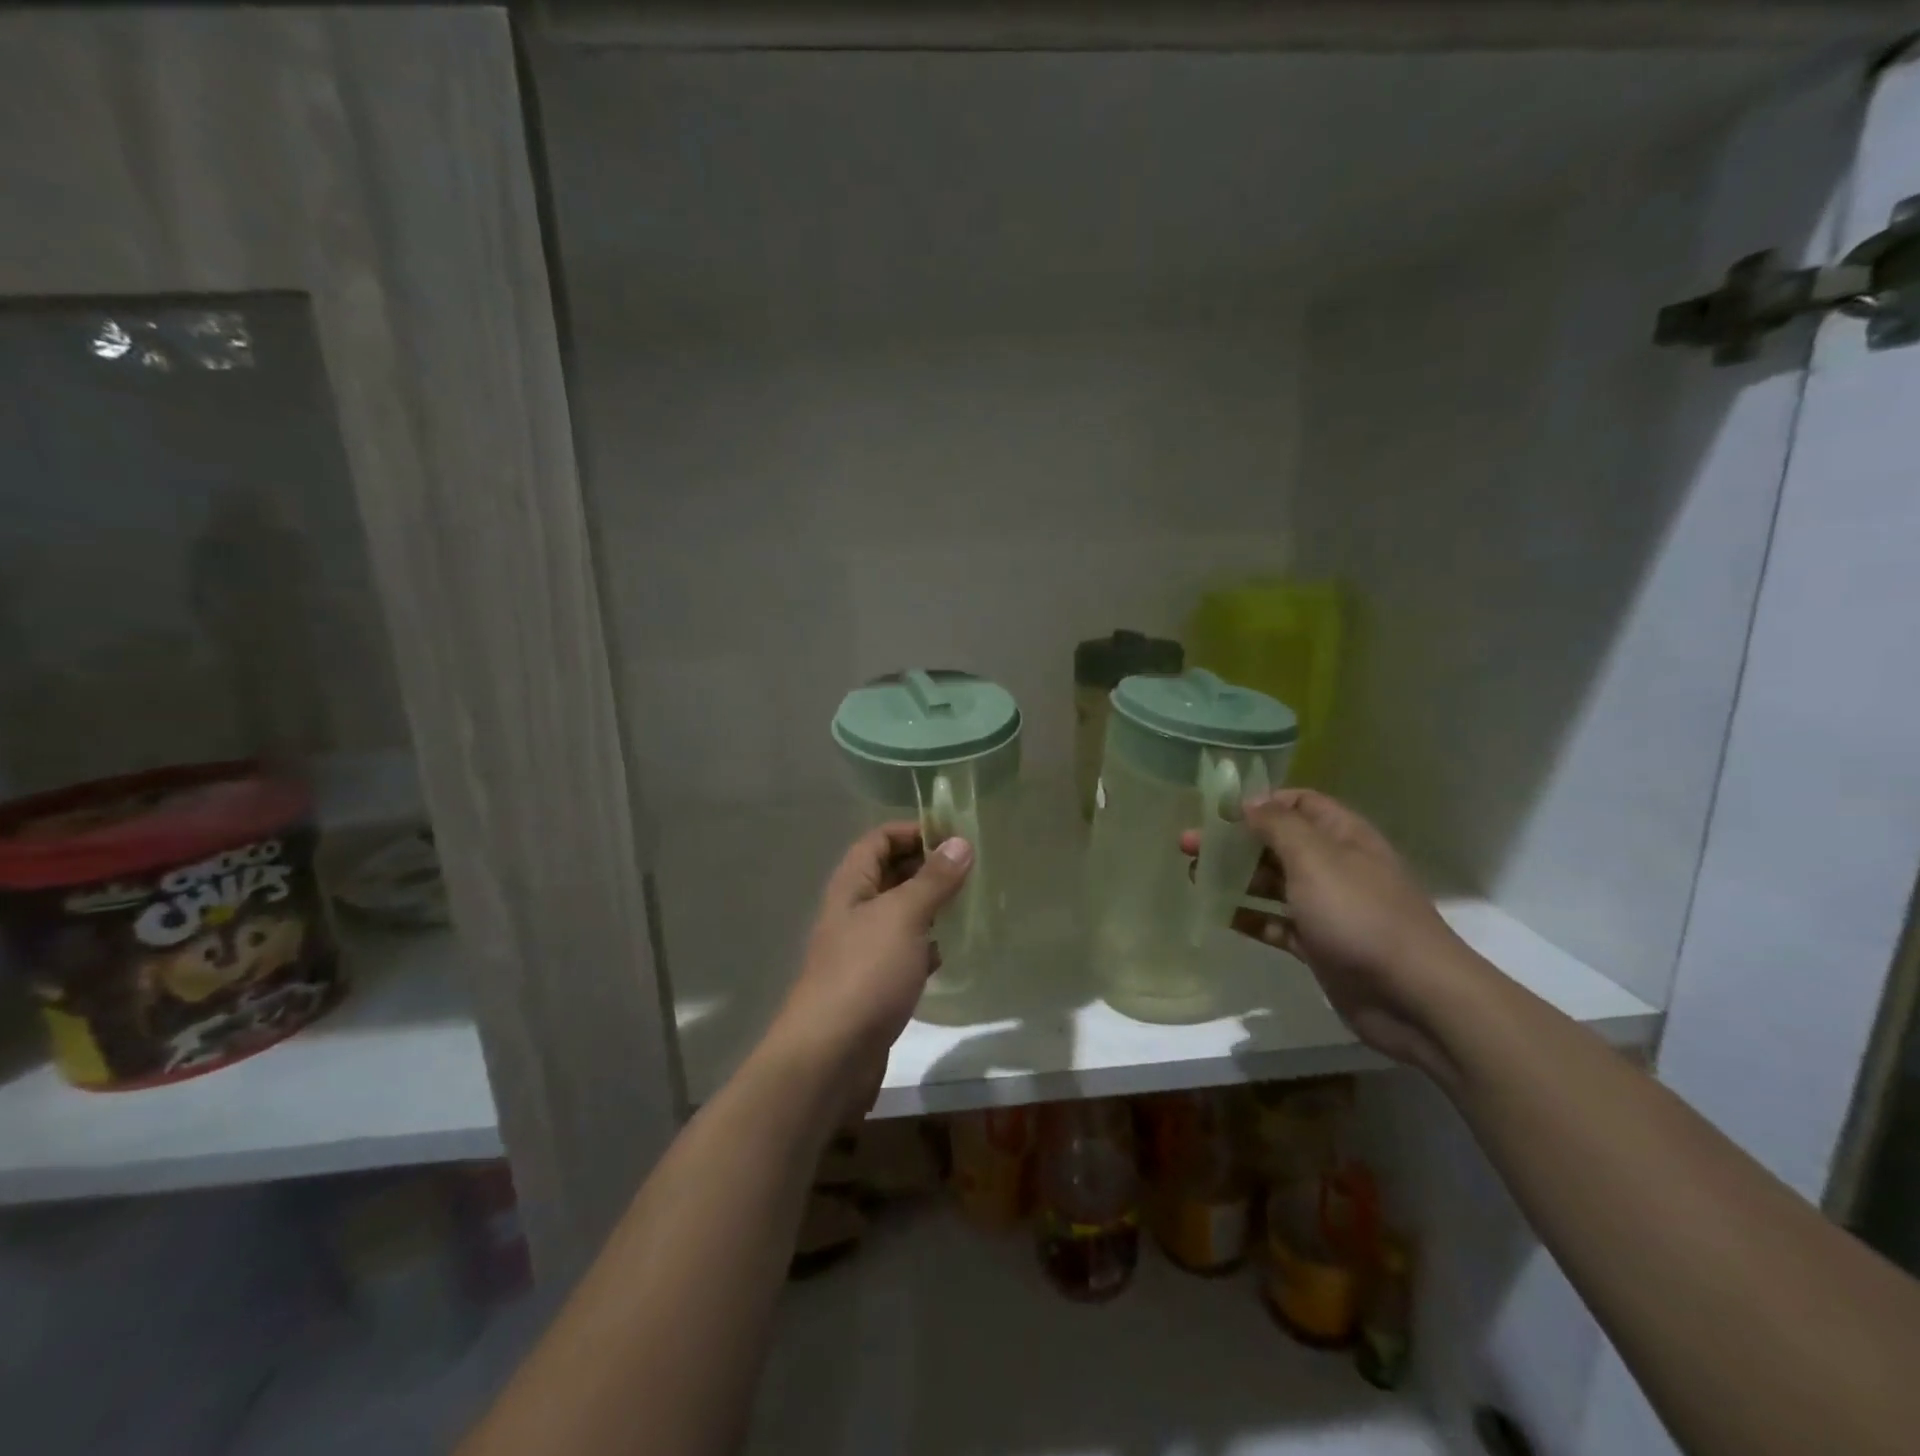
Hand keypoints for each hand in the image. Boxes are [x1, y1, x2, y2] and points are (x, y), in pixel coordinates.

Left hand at [765, 822, 972, 1121]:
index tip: (955, 836)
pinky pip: (904, 952)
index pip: (879, 840)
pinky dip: (926, 946)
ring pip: (900, 915)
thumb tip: (960, 842)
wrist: (830, 1057)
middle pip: (889, 874)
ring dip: (930, 906)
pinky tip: (948, 952)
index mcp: (851, 886)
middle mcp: (853, 912)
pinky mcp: (875, 985)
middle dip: (926, 867)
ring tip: (969, 904)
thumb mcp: (903, 917)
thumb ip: (932, 880)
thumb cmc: (865, 973)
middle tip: (971, 870)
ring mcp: (862, 950)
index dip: (913, 831)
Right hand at [1183, 789, 1477, 1078]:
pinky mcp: (1319, 946)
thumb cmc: (1360, 915)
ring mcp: (1328, 908)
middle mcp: (1335, 867)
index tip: (1218, 812)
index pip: (1299, 803)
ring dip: (1235, 878)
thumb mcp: (1315, 858)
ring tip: (1193, 877)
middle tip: (1188, 845)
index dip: (1260, 802)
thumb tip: (1249, 802)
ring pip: (1273, 883)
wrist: (1414, 997)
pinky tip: (1218, 915)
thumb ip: (1278, 825)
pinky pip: (1276, 923)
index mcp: (1342, 836)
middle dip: (1235, 841)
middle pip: (1277, 843)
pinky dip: (1249, 917)